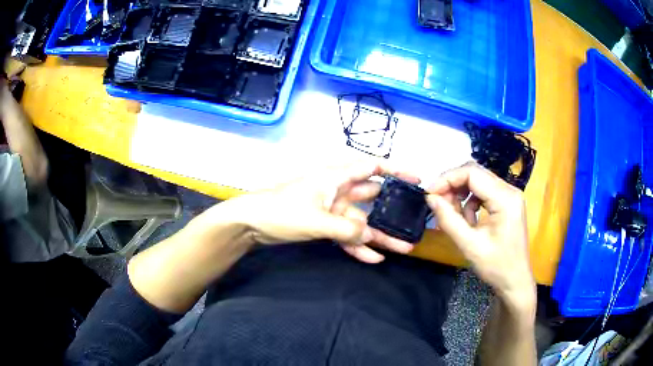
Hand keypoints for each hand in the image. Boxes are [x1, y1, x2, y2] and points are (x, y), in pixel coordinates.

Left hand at [227, 162, 419, 262]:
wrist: (251, 223)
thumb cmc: (282, 211)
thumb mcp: (316, 220)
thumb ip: (347, 230)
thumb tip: (372, 238)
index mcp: (336, 178)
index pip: (371, 168)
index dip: (395, 171)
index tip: (416, 179)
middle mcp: (338, 191)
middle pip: (371, 199)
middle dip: (392, 212)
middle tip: (413, 224)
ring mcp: (331, 210)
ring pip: (361, 223)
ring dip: (379, 236)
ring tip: (402, 248)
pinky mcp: (323, 226)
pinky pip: (346, 236)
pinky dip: (358, 246)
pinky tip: (375, 258)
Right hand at [426, 162, 534, 307]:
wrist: (515, 281)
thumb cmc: (496, 266)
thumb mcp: (470, 245)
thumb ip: (448, 220)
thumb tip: (430, 198)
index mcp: (505, 198)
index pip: (472, 173)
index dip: (447, 179)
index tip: (429, 194)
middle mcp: (510, 190)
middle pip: (475, 174)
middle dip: (453, 186)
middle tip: (437, 204)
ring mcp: (510, 195)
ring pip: (478, 182)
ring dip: (461, 194)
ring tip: (452, 216)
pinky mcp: (507, 202)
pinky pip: (483, 192)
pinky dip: (470, 202)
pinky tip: (468, 220)